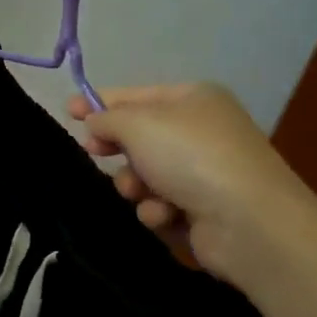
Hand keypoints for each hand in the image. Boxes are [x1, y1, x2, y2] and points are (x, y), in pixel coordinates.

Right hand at [69, 84, 316, 281]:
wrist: (248, 222)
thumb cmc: (190, 156)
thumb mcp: (138, 124)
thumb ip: (107, 118)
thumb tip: (94, 122)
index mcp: (193, 98)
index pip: (135, 95)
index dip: (100, 102)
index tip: (68, 112)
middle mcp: (201, 131)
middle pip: (140, 136)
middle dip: (118, 148)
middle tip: (95, 152)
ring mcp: (205, 172)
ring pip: (145, 174)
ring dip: (135, 184)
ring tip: (142, 192)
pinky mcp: (205, 210)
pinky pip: (161, 204)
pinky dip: (158, 210)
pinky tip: (167, 215)